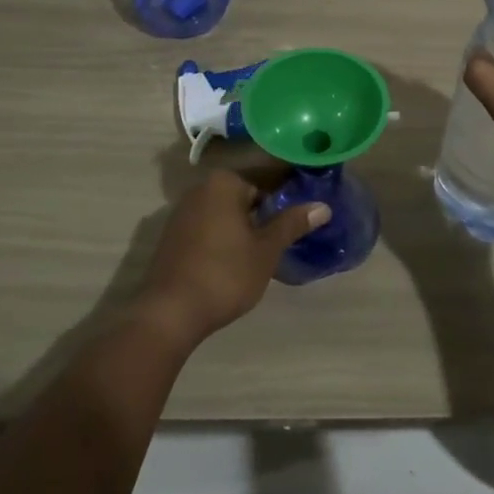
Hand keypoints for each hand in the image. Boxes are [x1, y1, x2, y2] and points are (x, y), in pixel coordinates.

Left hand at [135, 169, 330, 346]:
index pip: (266, 181)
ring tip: (266, 251)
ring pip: (225, 213)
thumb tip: (322, 206)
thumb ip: (292, 224)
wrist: (170, 312)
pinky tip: (236, 261)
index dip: (287, 197)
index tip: (302, 215)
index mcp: (224, 183)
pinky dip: (224, 238)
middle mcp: (200, 189)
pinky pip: (208, 228)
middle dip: (264, 213)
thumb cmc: (225, 274)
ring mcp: (182, 213)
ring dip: (244, 227)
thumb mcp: (266, 250)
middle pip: (244, 196)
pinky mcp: (173, 237)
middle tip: (287, 237)